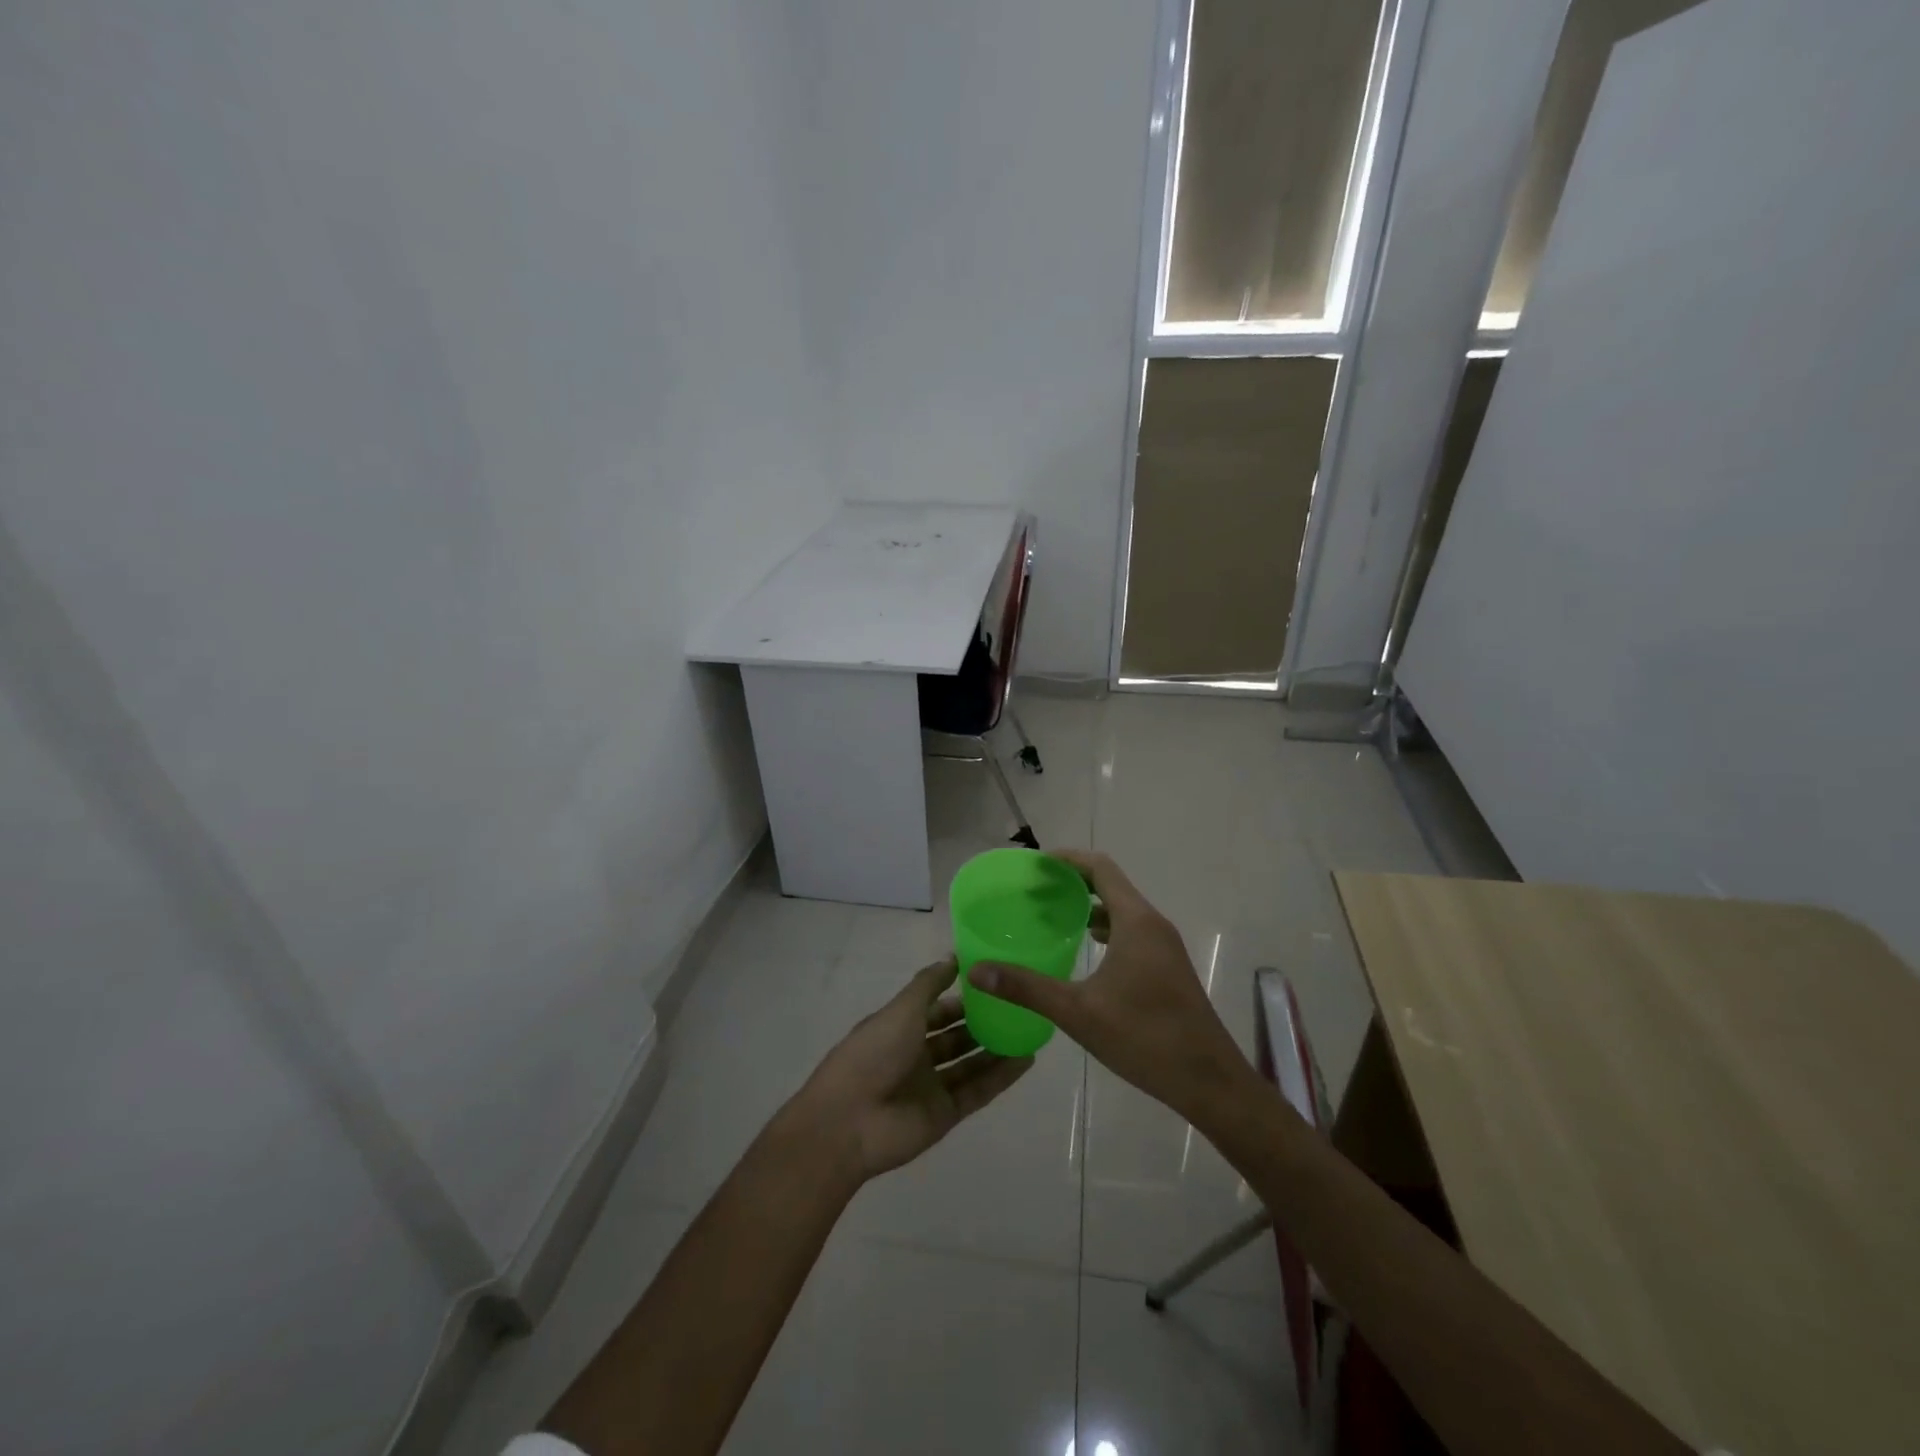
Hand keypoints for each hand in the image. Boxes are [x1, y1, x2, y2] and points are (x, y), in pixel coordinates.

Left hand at [787, 958, 1033, 1180]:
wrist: (849, 1122)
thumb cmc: (873, 1054)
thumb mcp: (901, 1009)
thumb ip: (928, 984)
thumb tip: (953, 957)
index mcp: (900, 1028)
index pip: (937, 1009)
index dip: (962, 997)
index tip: (994, 982)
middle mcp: (916, 1055)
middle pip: (955, 1037)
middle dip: (983, 1023)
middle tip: (1019, 1006)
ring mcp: (931, 1086)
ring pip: (970, 1063)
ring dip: (996, 1048)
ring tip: (1030, 1030)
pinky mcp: (946, 1114)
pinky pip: (978, 1091)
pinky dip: (1001, 1077)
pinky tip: (1026, 1060)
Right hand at [969, 849, 1254, 1124]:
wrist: (1209, 1081)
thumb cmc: (1144, 1038)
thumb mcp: (1078, 1012)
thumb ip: (1026, 987)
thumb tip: (976, 971)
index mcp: (1136, 922)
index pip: (1100, 868)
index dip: (1068, 859)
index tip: (1035, 864)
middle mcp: (1153, 925)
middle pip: (1111, 885)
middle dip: (1073, 882)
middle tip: (1034, 890)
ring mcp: (1165, 947)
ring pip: (1123, 910)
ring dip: (1090, 905)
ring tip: (1052, 915)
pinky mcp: (1168, 968)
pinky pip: (1132, 931)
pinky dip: (1106, 928)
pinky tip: (1085, 949)